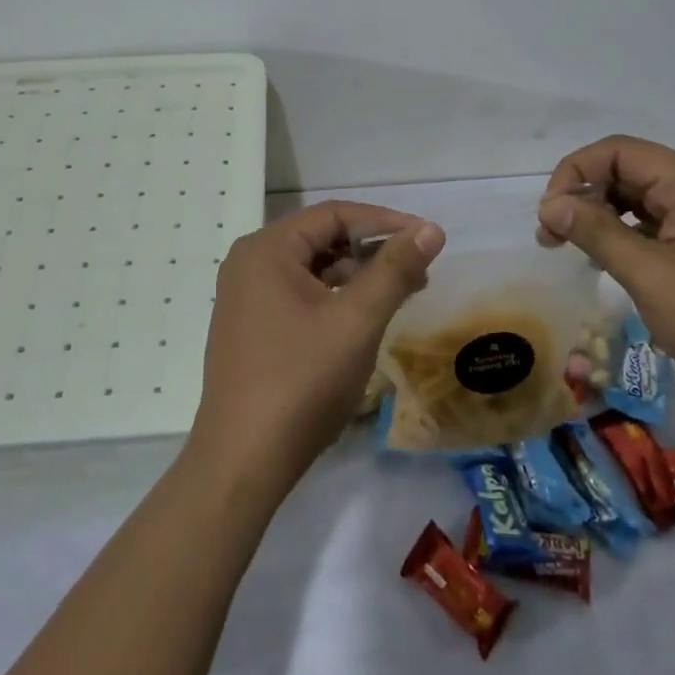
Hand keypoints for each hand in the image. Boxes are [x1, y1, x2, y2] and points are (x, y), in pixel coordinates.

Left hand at [189, 202, 444, 491]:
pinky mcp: (249, 327)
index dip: (386, 221)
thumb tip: (430, 229)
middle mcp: (249, 263)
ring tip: (401, 294)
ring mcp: (245, 297)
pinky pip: (298, 295)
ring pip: (312, 269)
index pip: (334, 214)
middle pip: (321, 239)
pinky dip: (335, 298)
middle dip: (373, 250)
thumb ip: (395, 269)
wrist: (243, 460)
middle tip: (420, 270)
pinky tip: (363, 319)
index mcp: (266, 249)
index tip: (428, 239)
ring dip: (357, 275)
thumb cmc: (302, 381)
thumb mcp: (357, 320)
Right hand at [536, 136, 674, 408]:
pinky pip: (655, 222)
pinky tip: (608, 261)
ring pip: (637, 197)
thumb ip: (599, 234)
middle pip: (625, 171)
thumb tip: (550, 204)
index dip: (574, 174)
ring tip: (574, 251)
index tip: (550, 216)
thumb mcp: (653, 278)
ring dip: (600, 216)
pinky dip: (624, 234)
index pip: (616, 152)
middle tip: (551, 238)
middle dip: (583, 196)